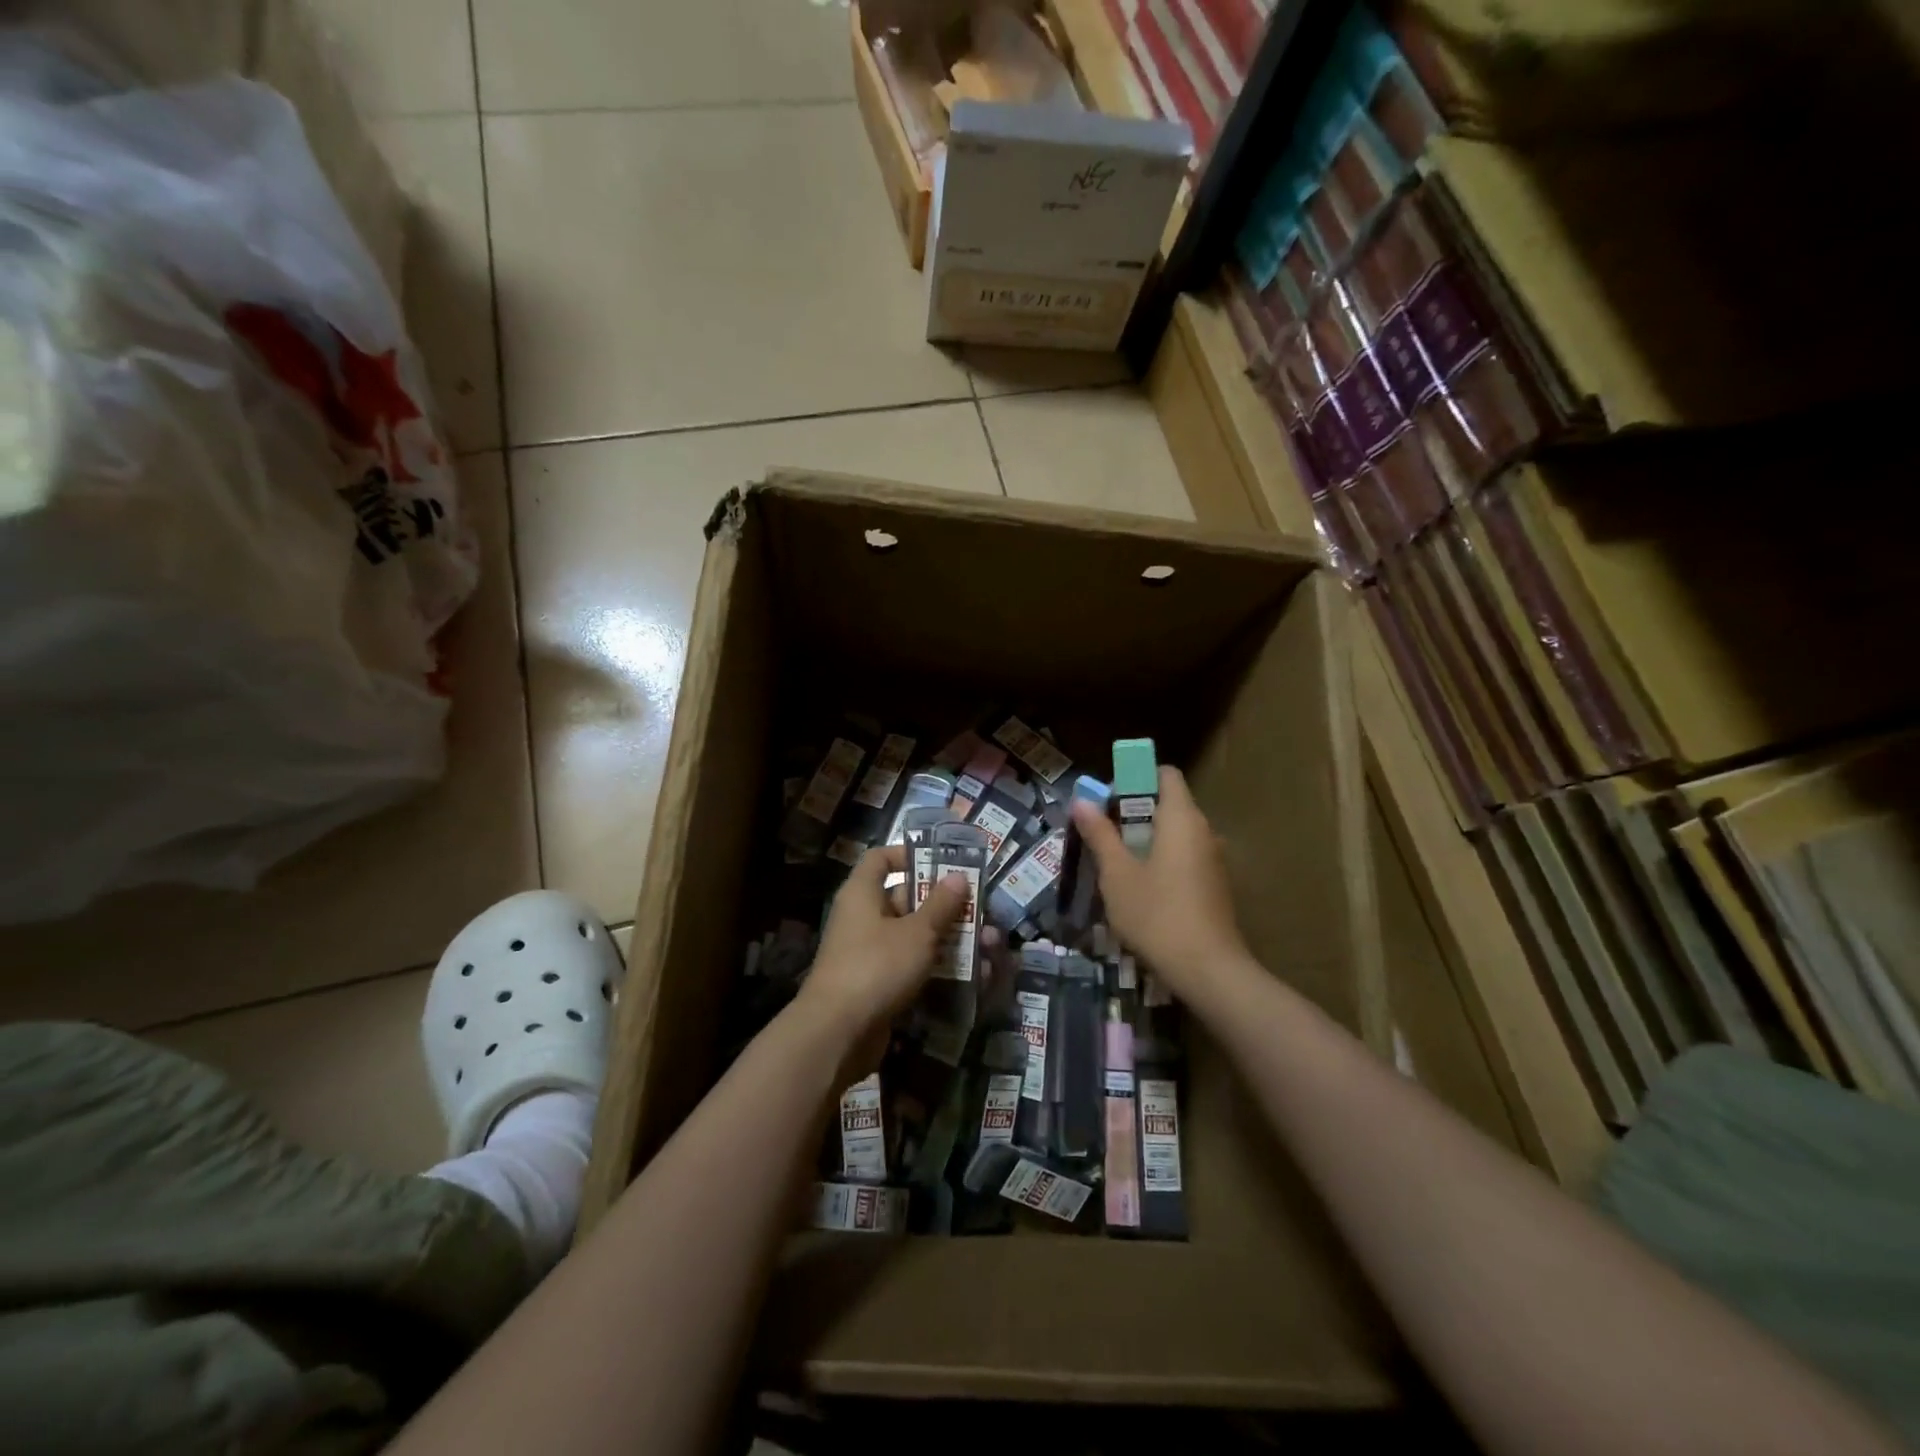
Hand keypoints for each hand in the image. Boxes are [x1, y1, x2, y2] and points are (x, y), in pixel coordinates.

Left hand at [802, 844, 968, 1037]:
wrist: (838, 1033)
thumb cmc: (876, 966)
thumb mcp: (917, 932)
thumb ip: (941, 905)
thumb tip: (957, 876)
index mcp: (862, 893)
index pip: (881, 858)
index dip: (909, 855)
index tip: (943, 863)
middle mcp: (863, 917)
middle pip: (906, 899)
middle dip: (945, 905)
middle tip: (980, 909)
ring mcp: (869, 953)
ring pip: (914, 936)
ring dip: (949, 939)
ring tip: (988, 944)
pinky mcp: (877, 984)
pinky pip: (911, 966)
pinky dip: (937, 967)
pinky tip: (972, 975)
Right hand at [1070, 766, 1249, 997]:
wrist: (1208, 970)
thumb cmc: (1157, 913)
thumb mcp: (1117, 874)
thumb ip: (1100, 834)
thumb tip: (1081, 801)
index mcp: (1182, 818)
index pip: (1164, 775)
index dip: (1135, 778)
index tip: (1108, 799)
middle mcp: (1203, 831)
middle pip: (1167, 804)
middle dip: (1132, 813)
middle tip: (1100, 834)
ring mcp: (1212, 860)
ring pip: (1174, 834)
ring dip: (1143, 840)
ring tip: (1113, 863)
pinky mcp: (1213, 886)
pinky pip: (1183, 858)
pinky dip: (1159, 861)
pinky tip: (1138, 890)